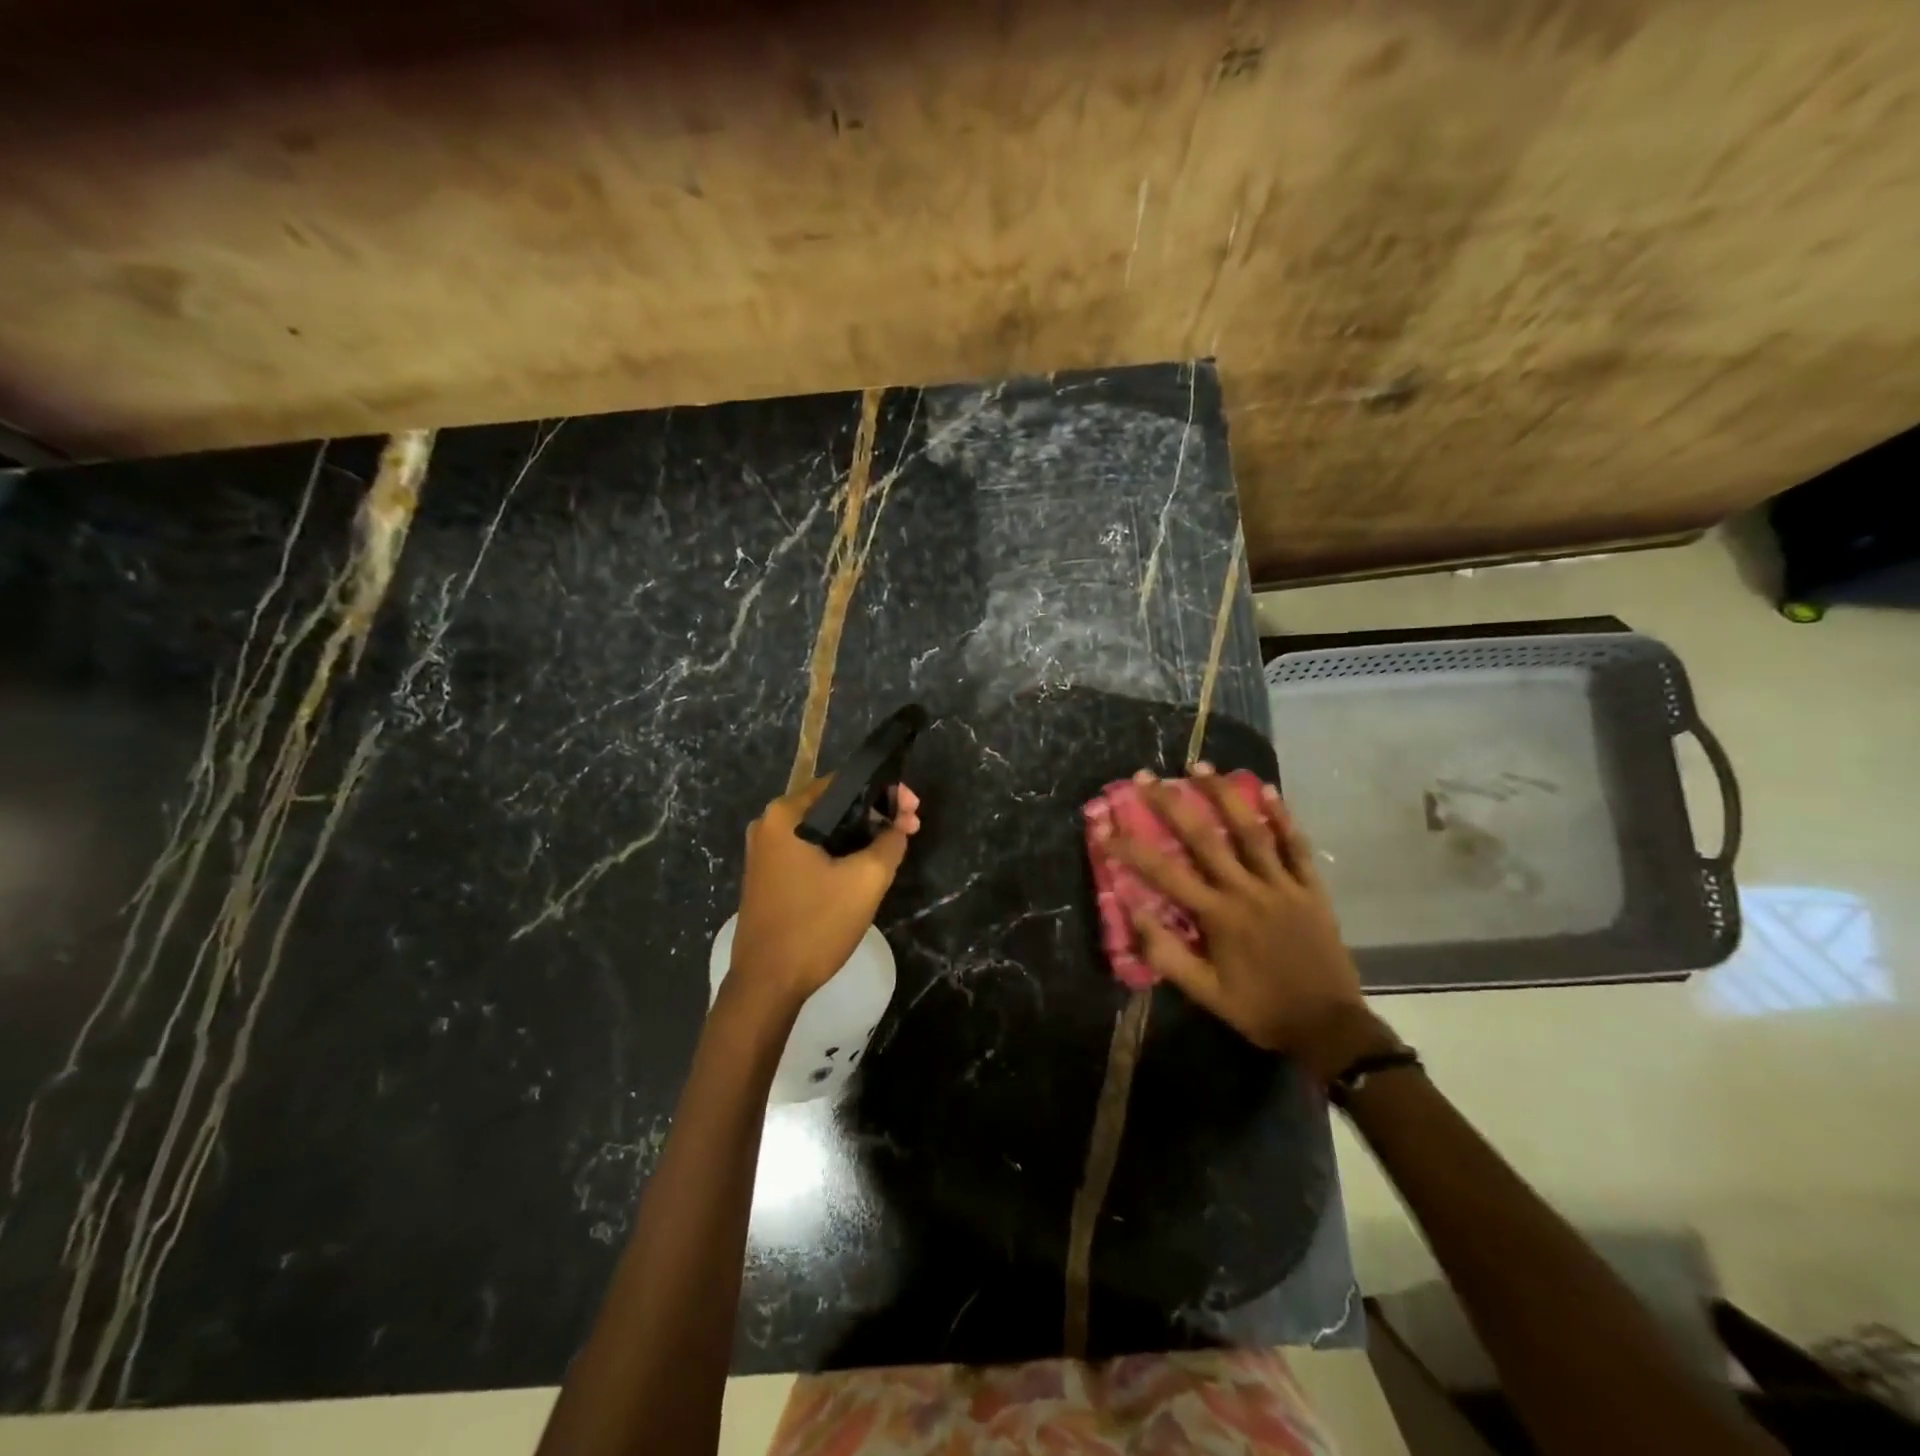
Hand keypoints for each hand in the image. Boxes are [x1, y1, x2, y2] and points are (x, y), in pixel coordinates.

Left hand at [729, 778, 921, 1011]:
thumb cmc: (815, 925)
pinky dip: (839, 852)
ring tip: (894, 846)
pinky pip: (810, 850)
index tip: (913, 810)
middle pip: (833, 805)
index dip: (885, 792)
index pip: (843, 783)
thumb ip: (890, 842)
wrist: (767, 984)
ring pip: (824, 829)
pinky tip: (864, 865)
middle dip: (875, 814)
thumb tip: (899, 825)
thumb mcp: (866, 880)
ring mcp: (765, 851)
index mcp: (786, 814)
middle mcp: (769, 824)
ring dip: (859, 834)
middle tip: (910, 829)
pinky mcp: (768, 875)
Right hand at [1099, 765, 1391, 1081]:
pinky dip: (1283, 817)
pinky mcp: (1310, 888)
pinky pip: (1296, 846)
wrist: (1328, 1026)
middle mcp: (1246, 890)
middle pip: (1204, 837)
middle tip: (1146, 776)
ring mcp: (1282, 885)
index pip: (1164, 873)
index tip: (1104, 826)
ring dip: (1223, 795)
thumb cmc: (1260, 1009)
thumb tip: (1133, 913)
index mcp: (1218, 915)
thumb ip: (1167, 955)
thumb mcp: (1206, 993)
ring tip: (1200, 766)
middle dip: (1171, 803)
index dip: (1130, 847)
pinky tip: (1268, 790)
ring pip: (1250, 830)